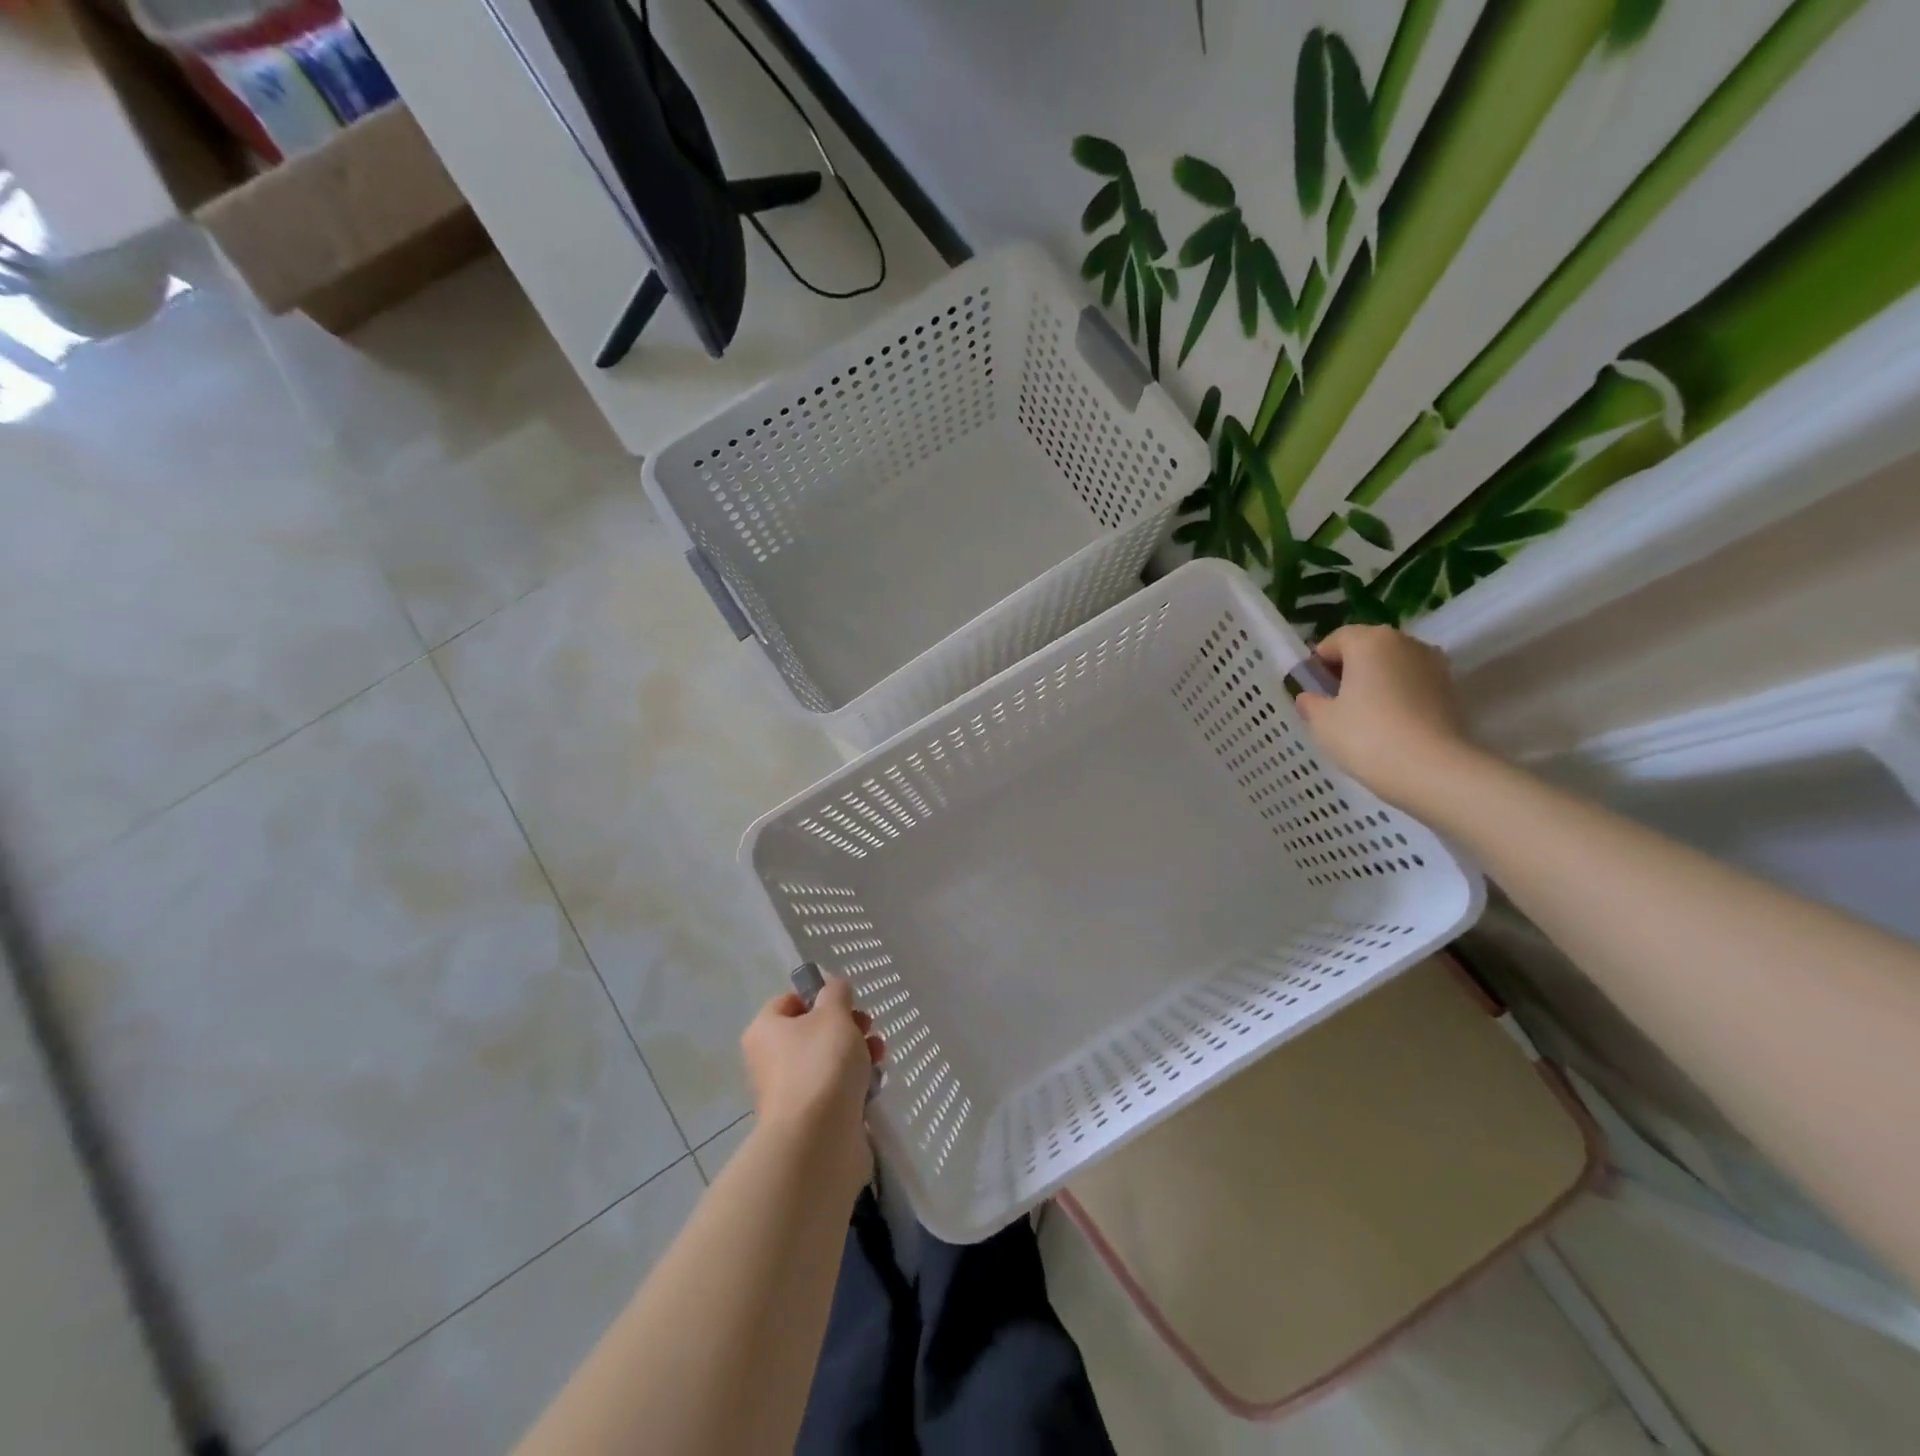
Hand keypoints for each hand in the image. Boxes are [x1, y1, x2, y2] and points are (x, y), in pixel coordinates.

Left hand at [741, 977, 883, 1195]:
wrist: (819, 1139)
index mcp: (765, 1030)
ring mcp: (791, 1092)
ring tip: (878, 1056)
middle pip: (813, 1031)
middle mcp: (771, 1060)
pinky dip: (857, 1083)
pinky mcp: (813, 1118)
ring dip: (858, 1053)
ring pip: (829, 1060)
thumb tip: (833, 988)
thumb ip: (836, 992)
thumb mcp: (834, 1013)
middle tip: (868, 1028)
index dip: (820, 996)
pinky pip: (837, 1089)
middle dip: (847, 1026)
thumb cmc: (821, 1064)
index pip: (790, 1000)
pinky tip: (875, 1083)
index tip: (848, 1002)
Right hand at [1294, 625, 1482, 810]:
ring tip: (1363, 716)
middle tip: (1334, 703)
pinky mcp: (1450, 688)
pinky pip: (1412, 683)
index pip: (1334, 641)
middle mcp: (1404, 642)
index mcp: (1369, 641)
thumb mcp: (1322, 721)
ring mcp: (1432, 663)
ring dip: (1375, 682)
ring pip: (1392, 665)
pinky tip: (1389, 724)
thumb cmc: (1366, 736)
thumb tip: (1310, 697)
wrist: (1431, 769)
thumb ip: (1310, 702)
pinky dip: (1398, 695)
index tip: (1312, 691)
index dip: (1318, 665)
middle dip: (1348, 670)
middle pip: (1366, 648)